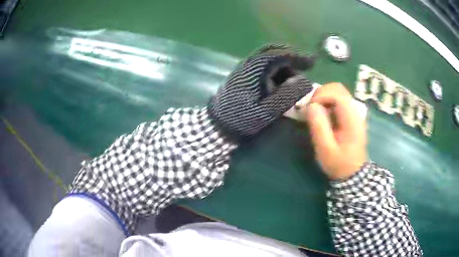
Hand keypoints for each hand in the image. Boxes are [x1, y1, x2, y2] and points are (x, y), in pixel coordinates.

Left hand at [208, 44, 315, 138]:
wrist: (217, 125)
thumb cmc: (242, 118)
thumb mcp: (268, 110)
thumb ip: (287, 94)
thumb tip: (305, 81)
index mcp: (255, 69)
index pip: (279, 55)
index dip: (297, 56)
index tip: (313, 61)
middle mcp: (249, 64)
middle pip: (273, 53)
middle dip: (291, 58)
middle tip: (306, 66)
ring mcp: (245, 70)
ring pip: (269, 60)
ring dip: (284, 66)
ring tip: (295, 80)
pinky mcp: (244, 77)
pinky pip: (264, 68)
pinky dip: (276, 72)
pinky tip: (281, 84)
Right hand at [304, 83, 366, 179]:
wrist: (353, 173)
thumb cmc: (339, 164)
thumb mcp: (325, 149)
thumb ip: (319, 127)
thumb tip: (311, 105)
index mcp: (352, 119)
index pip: (338, 94)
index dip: (321, 95)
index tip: (310, 108)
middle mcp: (355, 111)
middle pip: (338, 88)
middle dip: (321, 93)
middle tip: (311, 107)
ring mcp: (354, 112)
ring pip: (338, 92)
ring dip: (324, 96)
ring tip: (315, 110)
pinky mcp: (351, 115)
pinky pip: (338, 100)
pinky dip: (327, 101)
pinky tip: (322, 114)